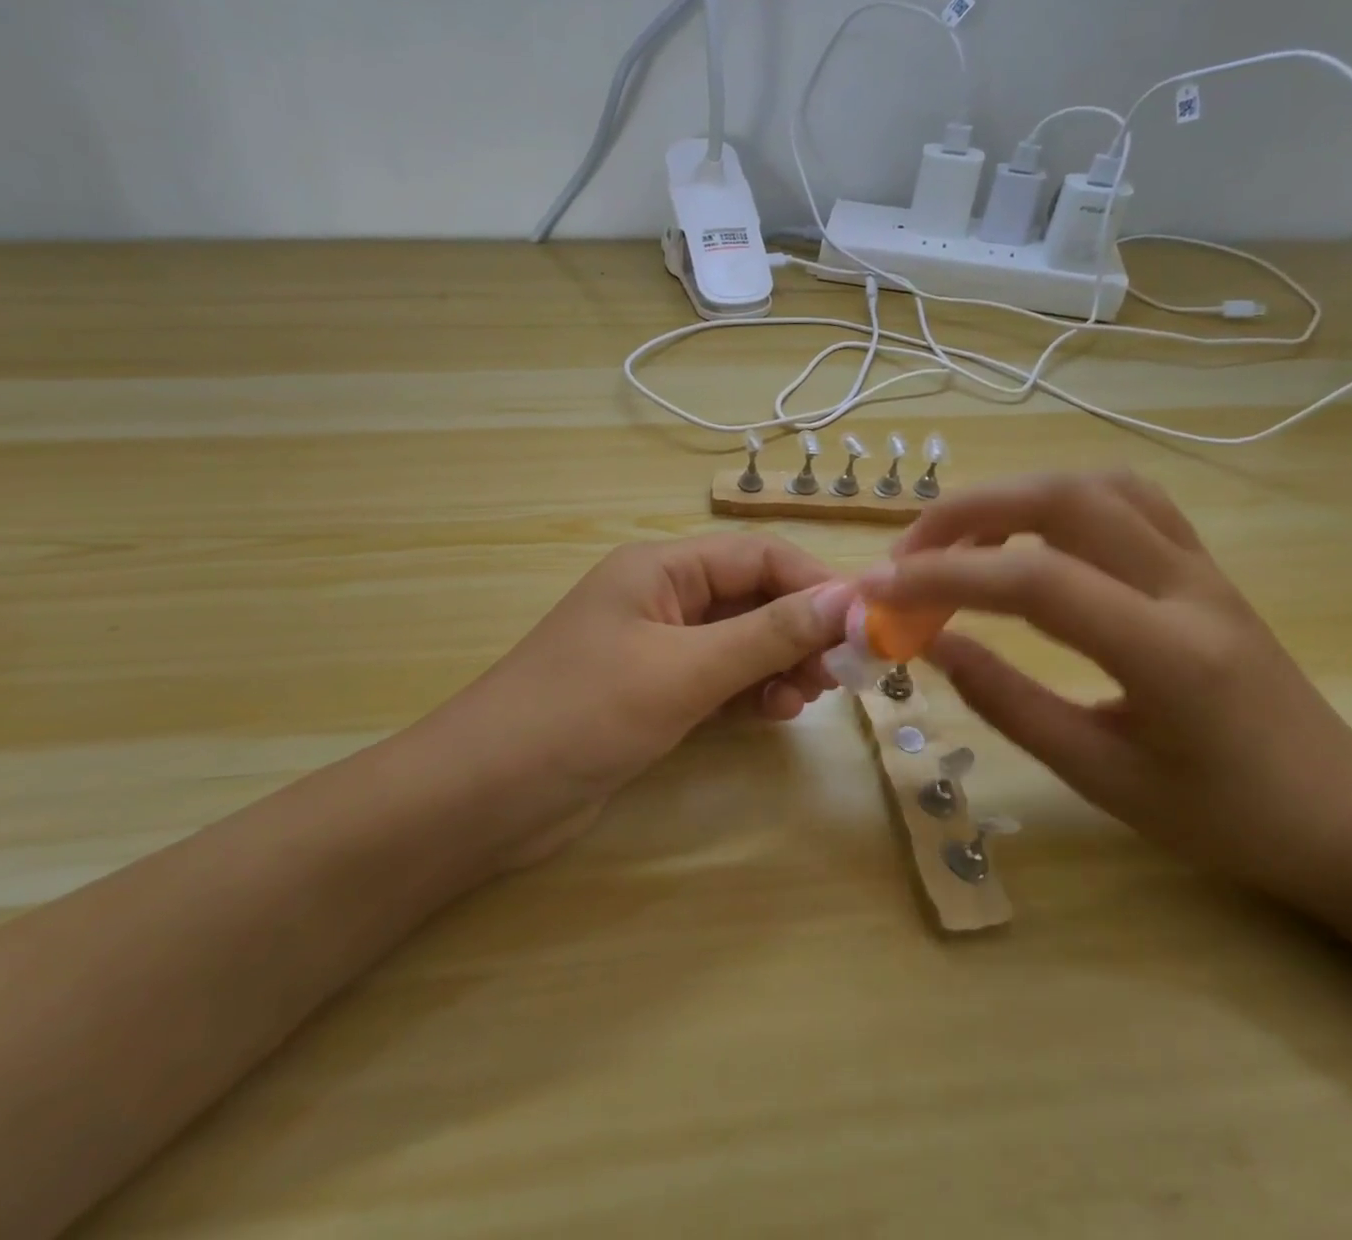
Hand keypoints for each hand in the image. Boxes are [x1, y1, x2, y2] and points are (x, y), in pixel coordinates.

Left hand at [451, 533, 851, 864]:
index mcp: (660, 569)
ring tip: (806, 698)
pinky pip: (717, 679)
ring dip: (778, 663)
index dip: (815, 584)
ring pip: (739, 641)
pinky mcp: (651, 694)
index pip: (758, 556)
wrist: (484, 796)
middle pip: (751, 597)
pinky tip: (773, 712)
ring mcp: (655, 648)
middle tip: (840, 673)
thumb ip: (766, 635)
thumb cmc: (583, 713)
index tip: (866, 623)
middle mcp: (660, 598)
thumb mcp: (683, 670)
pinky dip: (749, 691)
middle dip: (800, 629)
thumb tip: (846, 600)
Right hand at [861, 471, 1351, 909]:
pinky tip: (1022, 535)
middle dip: (965, 513)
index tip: (877, 591)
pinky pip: (1120, 498)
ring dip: (1007, 498)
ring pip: (1090, 485)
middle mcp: (1186, 586)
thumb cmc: (1222, 816)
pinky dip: (1052, 499)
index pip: (1035, 582)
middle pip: (1063, 498)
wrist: (1343, 811)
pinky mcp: (1199, 560)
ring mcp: (1199, 563)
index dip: (943, 576)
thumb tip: (931, 644)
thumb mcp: (1100, 778)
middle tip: (906, 556)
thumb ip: (1007, 703)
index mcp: (1168, 654)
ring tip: (954, 543)